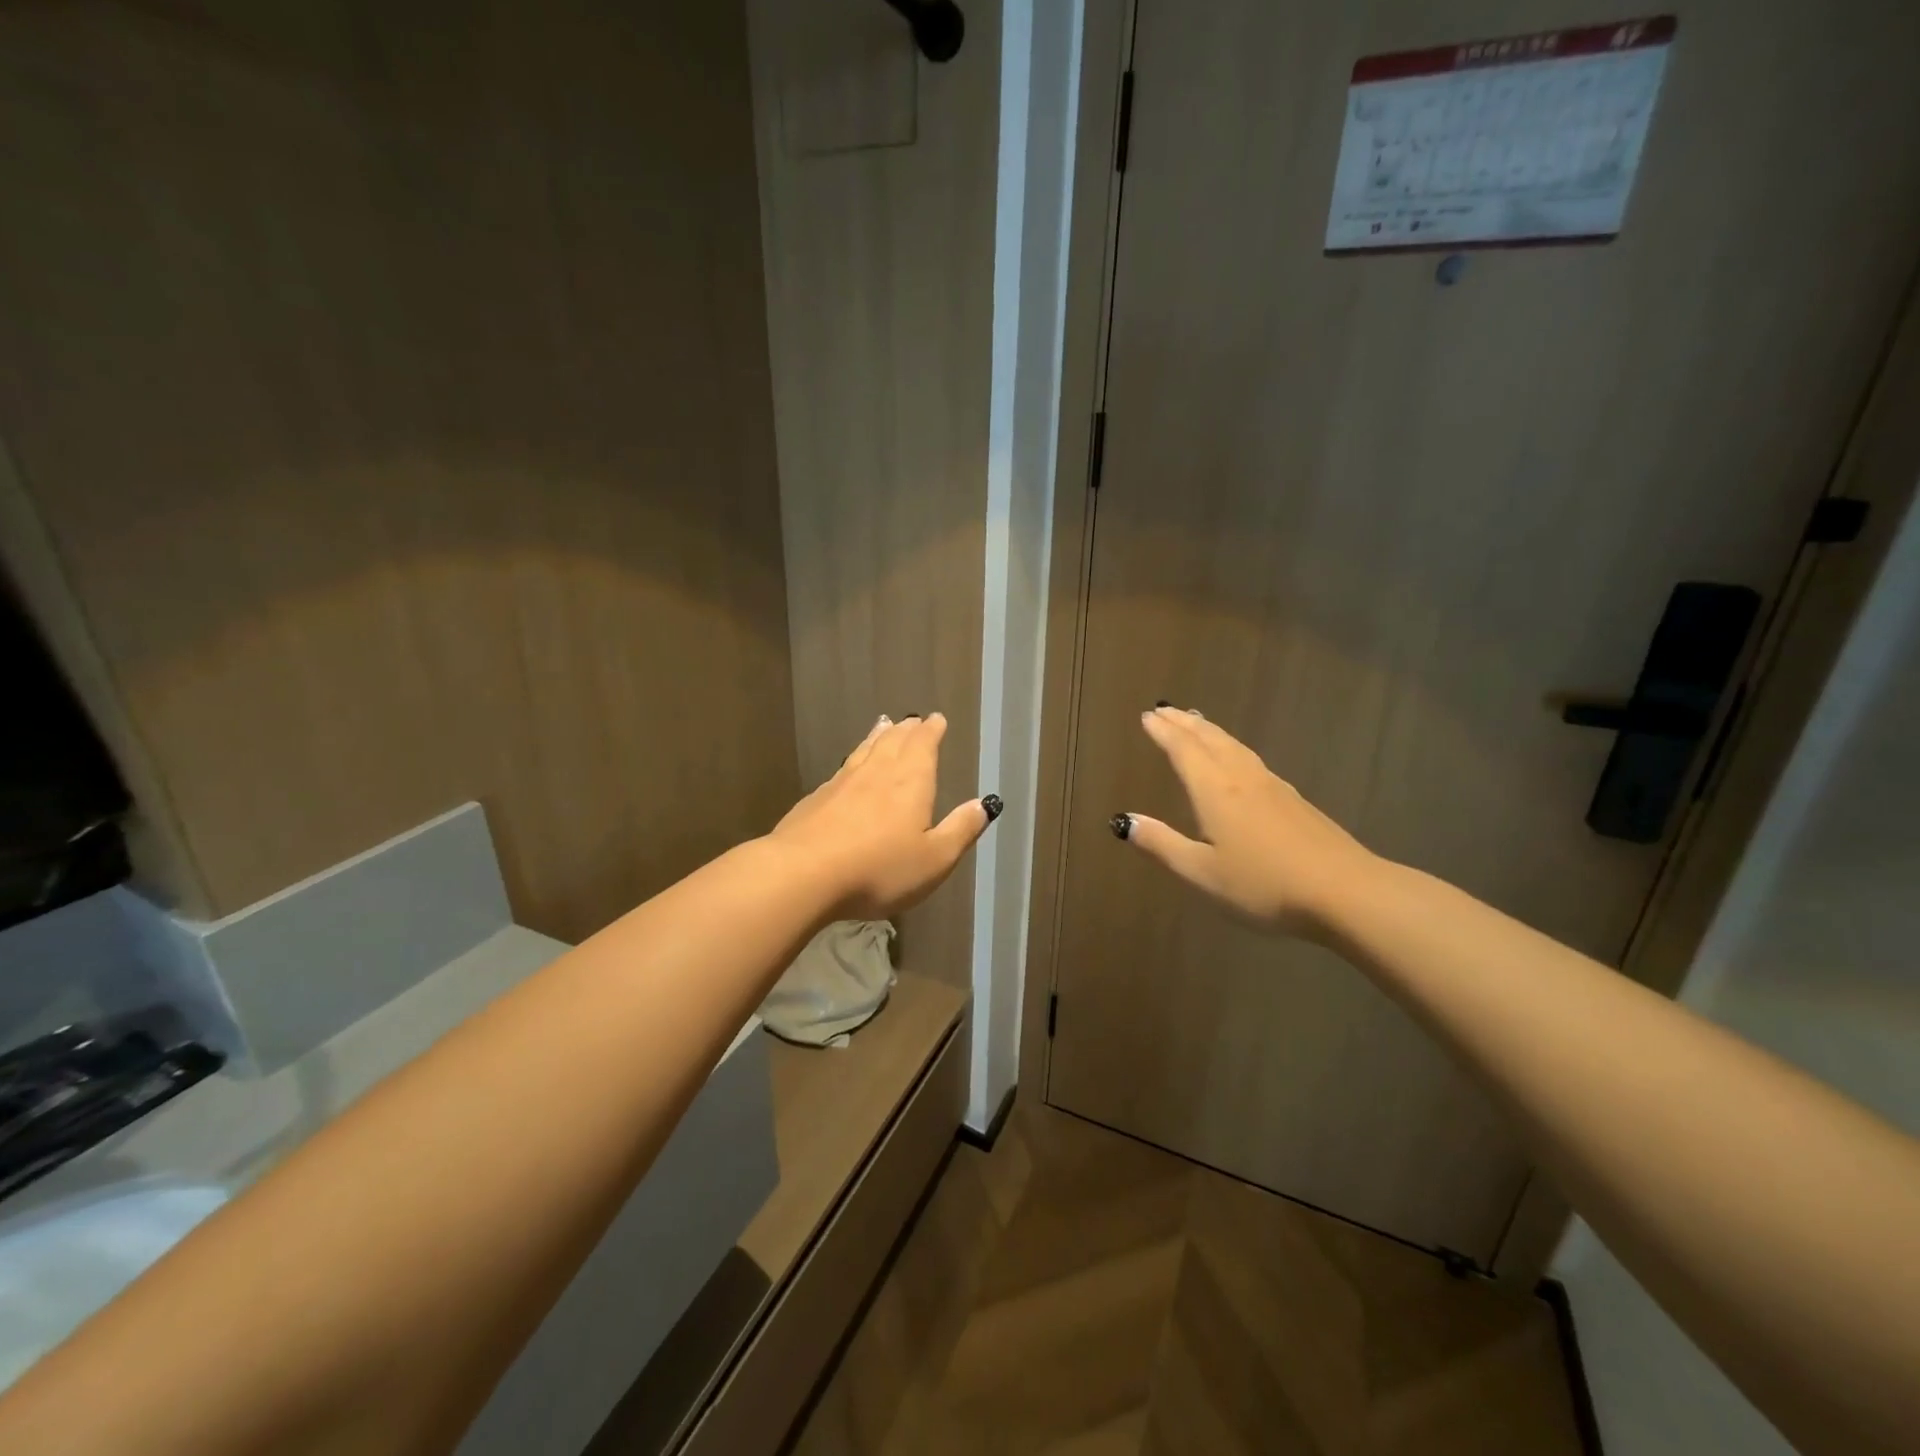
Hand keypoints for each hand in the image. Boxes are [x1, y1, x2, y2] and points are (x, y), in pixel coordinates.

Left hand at [770, 713, 997, 919]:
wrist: (804, 874)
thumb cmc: (879, 869)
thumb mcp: (934, 859)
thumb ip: (960, 830)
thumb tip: (984, 804)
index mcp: (910, 782)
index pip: (923, 745)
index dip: (931, 731)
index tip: (936, 719)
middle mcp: (877, 773)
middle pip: (893, 742)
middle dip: (907, 730)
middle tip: (912, 720)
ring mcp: (842, 783)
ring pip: (865, 750)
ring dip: (878, 736)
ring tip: (884, 725)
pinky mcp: (816, 799)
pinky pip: (842, 769)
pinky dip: (853, 759)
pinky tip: (848, 768)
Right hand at [1119, 706, 1379, 937]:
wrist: (1345, 892)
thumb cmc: (1263, 885)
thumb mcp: (1201, 872)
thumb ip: (1161, 845)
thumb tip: (1124, 821)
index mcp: (1215, 791)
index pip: (1183, 750)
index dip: (1163, 732)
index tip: (1147, 715)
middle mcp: (1242, 778)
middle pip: (1210, 740)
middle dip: (1184, 724)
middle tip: (1165, 709)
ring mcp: (1273, 787)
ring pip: (1235, 747)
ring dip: (1210, 731)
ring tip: (1197, 721)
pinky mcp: (1295, 801)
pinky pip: (1253, 759)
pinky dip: (1233, 747)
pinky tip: (1239, 760)